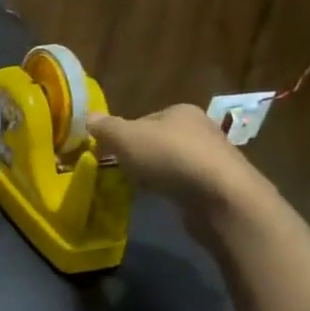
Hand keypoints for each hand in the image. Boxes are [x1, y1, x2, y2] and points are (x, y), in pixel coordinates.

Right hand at [88, 105, 275, 238]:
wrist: (221, 197)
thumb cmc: (170, 158)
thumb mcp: (127, 138)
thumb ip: (106, 128)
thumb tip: (88, 118)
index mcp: (180, 110)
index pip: (142, 119)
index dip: (122, 136)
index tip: (109, 155)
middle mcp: (199, 128)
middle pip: (156, 141)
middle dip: (139, 156)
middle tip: (122, 174)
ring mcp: (211, 158)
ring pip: (170, 163)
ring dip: (154, 174)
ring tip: (140, 189)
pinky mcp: (216, 185)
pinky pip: (183, 183)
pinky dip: (170, 189)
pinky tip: (162, 200)